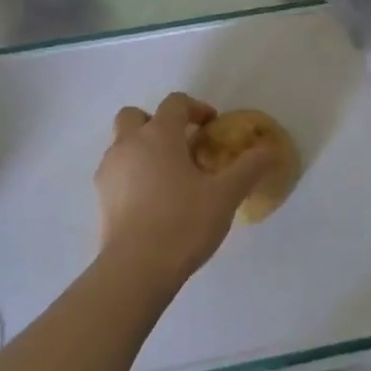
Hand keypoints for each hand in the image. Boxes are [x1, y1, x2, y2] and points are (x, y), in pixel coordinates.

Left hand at [94, 92, 272, 286]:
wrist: (137, 268)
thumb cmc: (184, 222)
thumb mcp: (226, 194)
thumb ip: (250, 167)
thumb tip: (269, 150)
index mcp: (159, 135)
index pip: (175, 103)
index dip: (195, 108)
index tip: (212, 126)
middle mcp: (128, 144)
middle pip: (136, 116)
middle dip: (157, 123)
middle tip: (181, 146)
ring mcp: (109, 170)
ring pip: (123, 144)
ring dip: (143, 149)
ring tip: (169, 176)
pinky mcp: (101, 197)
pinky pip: (117, 171)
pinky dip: (133, 174)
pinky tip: (152, 200)